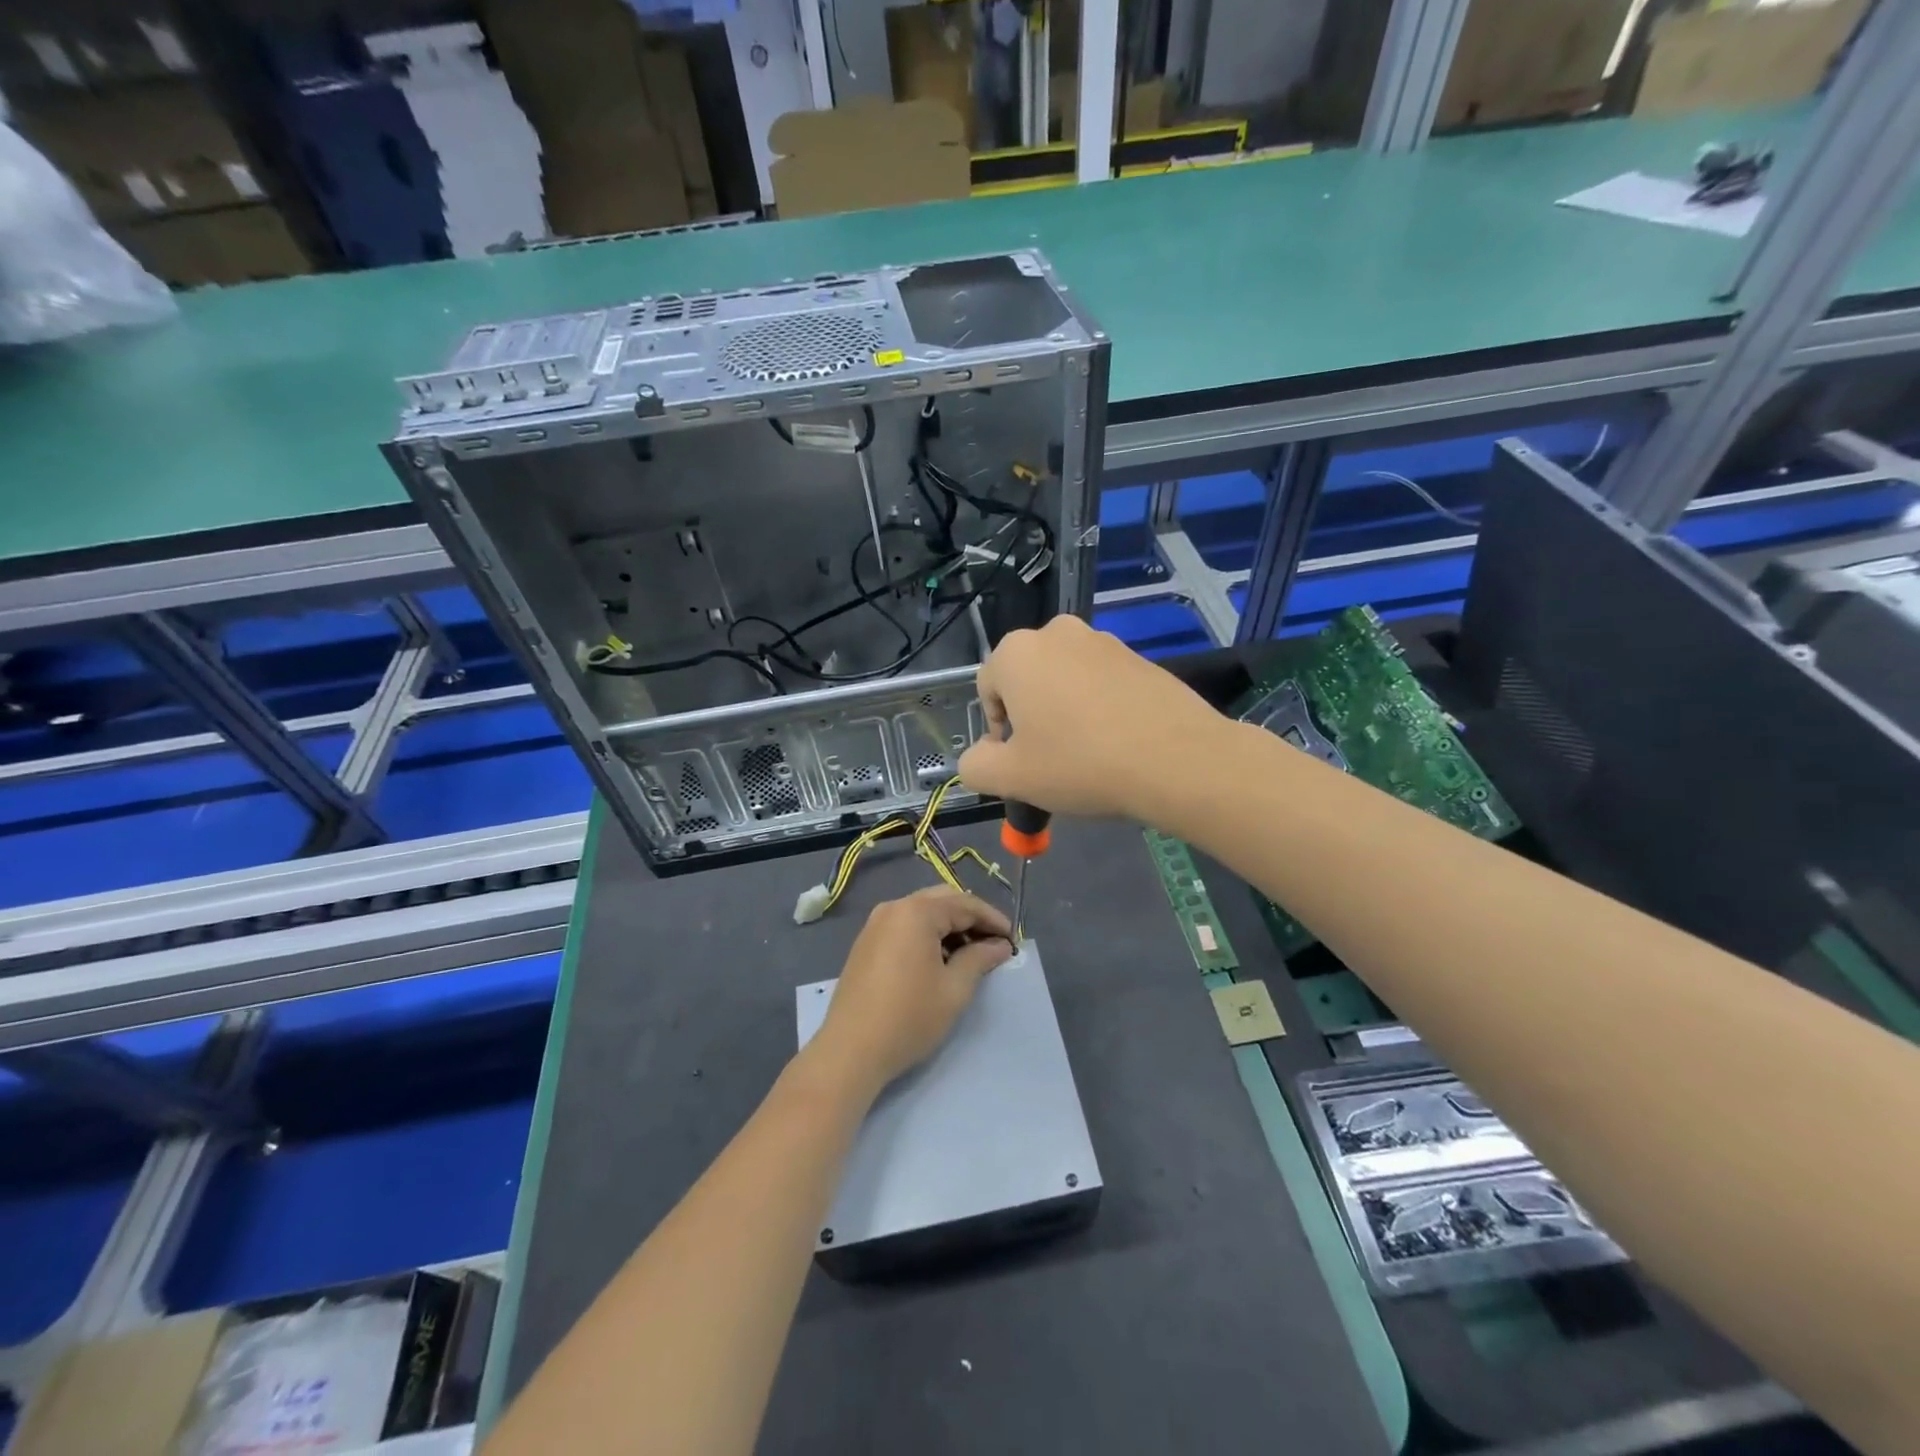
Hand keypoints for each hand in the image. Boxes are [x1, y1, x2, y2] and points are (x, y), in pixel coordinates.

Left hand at [810, 888, 1013, 1094]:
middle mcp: (894, 908)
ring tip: (971, 955)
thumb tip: (1000, 945)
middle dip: (971, 918)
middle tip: (993, 944)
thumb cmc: (909, 1018)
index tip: (1013, 940)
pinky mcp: (866, 942)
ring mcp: (875, 924)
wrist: (851, 1050)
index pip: (965, 904)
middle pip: (943, 900)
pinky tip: (940, 960)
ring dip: (949, 926)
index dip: (993, 920)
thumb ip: (980, 959)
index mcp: (917, 912)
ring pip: (923, 912)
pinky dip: (927, 934)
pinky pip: (905, 926)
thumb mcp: (954, 989)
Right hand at [958, 615, 1225, 821]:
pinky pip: (1100, 682)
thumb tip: (979, 757)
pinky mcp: (1138, 656)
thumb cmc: (1080, 764)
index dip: (996, 731)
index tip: (1021, 763)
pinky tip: (1116, 741)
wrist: (1177, 759)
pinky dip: (1098, 707)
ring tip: (1086, 753)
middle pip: (1026, 680)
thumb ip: (975, 766)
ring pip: (1064, 680)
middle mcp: (1056, 632)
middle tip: (1050, 759)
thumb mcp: (1011, 778)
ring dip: (1064, 711)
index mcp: (1016, 652)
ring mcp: (1102, 640)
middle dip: (1030, 717)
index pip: (986, 690)